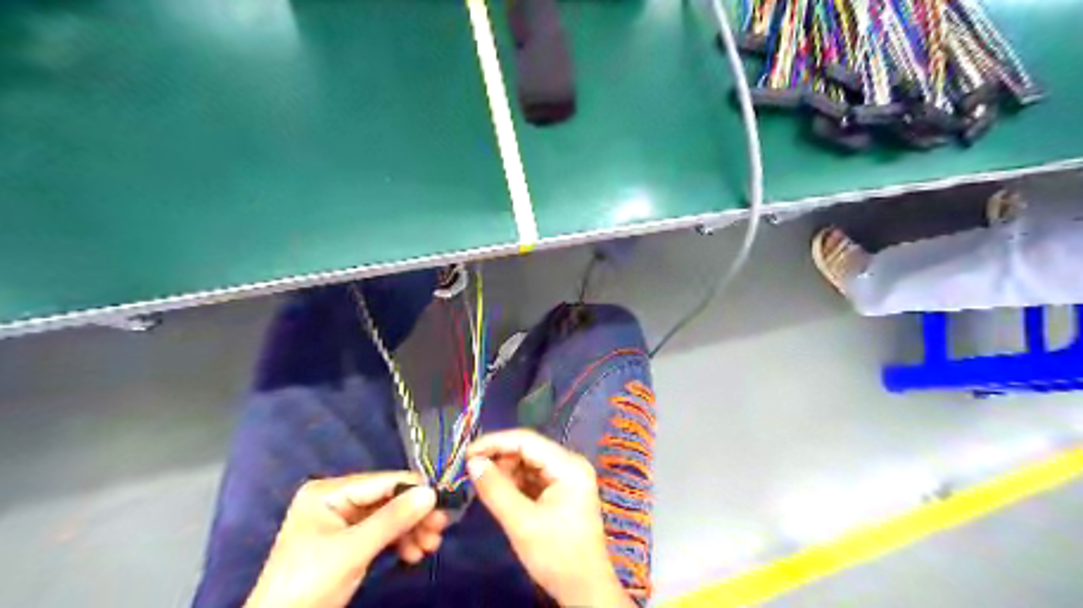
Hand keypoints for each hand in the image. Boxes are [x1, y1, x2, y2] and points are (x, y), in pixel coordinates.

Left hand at [242, 473, 447, 606]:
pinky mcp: (347, 541)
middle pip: (387, 499)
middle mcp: (335, 499)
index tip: (444, 502)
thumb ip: (392, 519)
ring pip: (388, 517)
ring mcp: (341, 521)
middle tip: (440, 529)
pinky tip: (413, 554)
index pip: (382, 482)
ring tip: (430, 547)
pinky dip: (399, 542)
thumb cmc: (308, 584)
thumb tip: (432, 492)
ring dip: (411, 530)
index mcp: (328, 492)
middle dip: (414, 515)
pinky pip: (381, 533)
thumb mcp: (353, 551)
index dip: (414, 490)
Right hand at [467, 431, 636, 604]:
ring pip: (528, 462)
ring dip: (504, 470)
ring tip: (479, 481)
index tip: (465, 453)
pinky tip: (496, 489)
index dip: (494, 442)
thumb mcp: (521, 523)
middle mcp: (570, 464)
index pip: (526, 440)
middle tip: (469, 470)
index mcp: (568, 466)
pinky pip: (533, 477)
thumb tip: (472, 462)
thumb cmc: (556, 555)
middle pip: (528, 449)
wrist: (584, 590)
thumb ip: (495, 489)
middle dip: (498, 457)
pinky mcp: (562, 490)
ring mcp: (567, 477)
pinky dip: (514, 482)